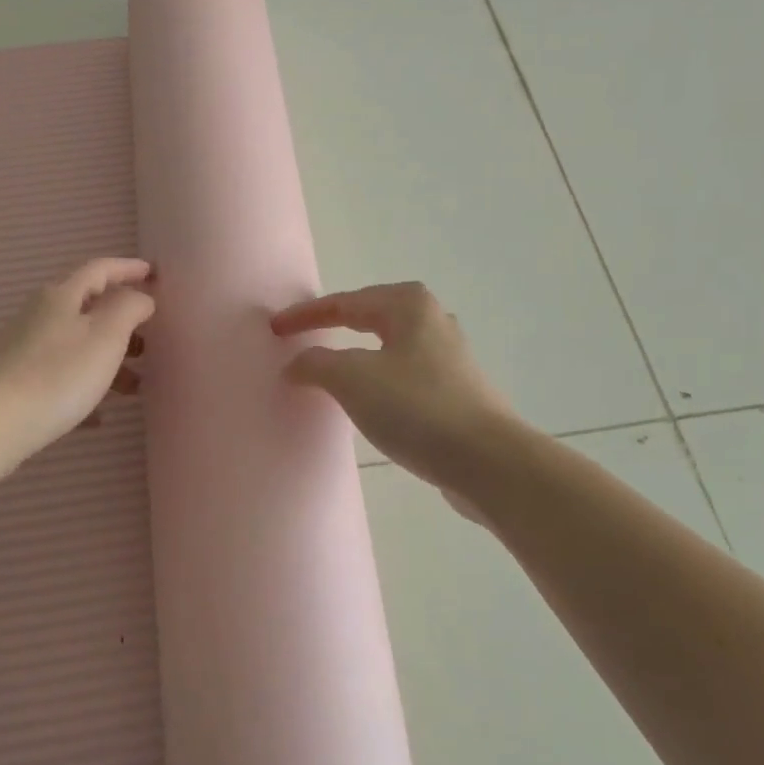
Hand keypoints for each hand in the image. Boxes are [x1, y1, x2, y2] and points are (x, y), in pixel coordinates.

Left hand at [0, 258, 154, 475]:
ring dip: (109, 359)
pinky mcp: (17, 380)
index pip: (100, 269)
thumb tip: (140, 297)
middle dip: (122, 322)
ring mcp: (25, 348)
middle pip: (88, 308)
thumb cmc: (59, 373)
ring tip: (134, 386)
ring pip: (77, 344)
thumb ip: (130, 308)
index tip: (154, 274)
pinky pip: (61, 375)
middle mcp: (40, 314)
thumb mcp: (107, 335)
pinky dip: (85, 386)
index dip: (128, 268)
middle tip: (149, 340)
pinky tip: (99, 415)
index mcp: (61, 296)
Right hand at [270, 282, 518, 498]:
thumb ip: (316, 364)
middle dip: (334, 326)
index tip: (275, 329)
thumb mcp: (352, 379)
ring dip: (356, 354)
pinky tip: (370, 399)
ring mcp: (449, 358)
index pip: (344, 303)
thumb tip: (296, 364)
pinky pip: (403, 374)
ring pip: (389, 346)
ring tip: (331, 368)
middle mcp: (433, 321)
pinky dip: (377, 379)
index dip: (306, 315)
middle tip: (301, 338)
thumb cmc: (416, 408)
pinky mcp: (456, 392)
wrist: (488, 462)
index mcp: (409, 305)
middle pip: (370, 316)